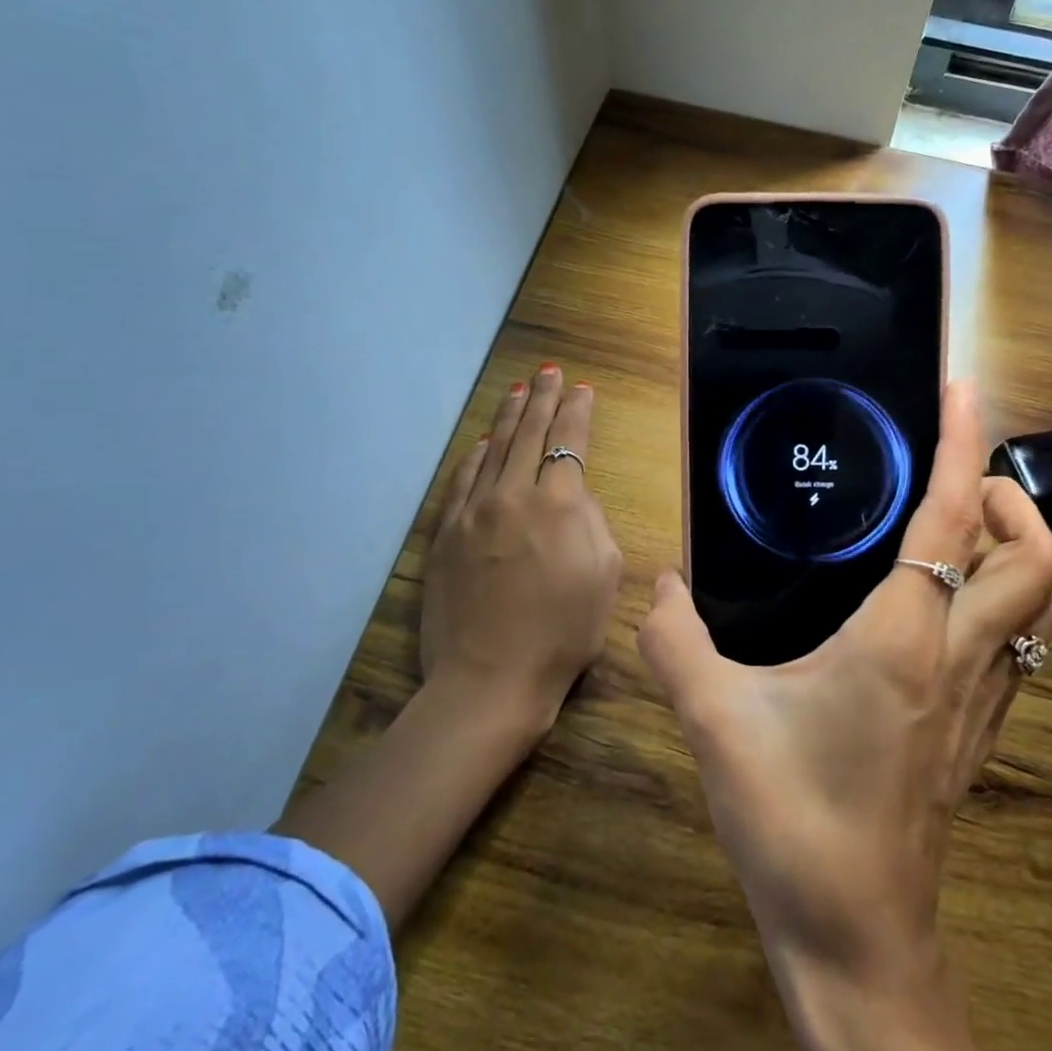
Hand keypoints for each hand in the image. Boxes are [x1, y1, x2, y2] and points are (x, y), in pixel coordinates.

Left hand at [421, 363, 621, 726]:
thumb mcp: (605, 575)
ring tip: (519, 392)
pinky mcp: (446, 534)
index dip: (578, 411)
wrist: (490, 678)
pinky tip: (482, 442)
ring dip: (509, 417)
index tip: (583, 388)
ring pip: (494, 450)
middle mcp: (514, 495)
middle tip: (549, 372)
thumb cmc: (564, 633)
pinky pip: (462, 481)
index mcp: (560, 504)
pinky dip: (474, 456)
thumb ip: (594, 522)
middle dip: (544, 398)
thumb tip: (575, 495)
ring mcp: (474, 512)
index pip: (570, 442)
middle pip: (530, 434)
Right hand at [638, 381, 1051, 1050]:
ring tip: (954, 530)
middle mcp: (961, 657)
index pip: (954, 517)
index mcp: (905, 638)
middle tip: (950, 483)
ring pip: (1042, 603)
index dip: (962, 445)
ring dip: (1014, 550)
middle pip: (1036, 556)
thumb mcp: (715, 724)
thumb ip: (675, 644)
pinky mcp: (980, 732)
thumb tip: (659, 586)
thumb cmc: (794, 825)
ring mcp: (982, 699)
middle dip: (1008, 500)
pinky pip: (1019, 643)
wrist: (857, 944)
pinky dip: (1002, 600)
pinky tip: (943, 606)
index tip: (960, 392)